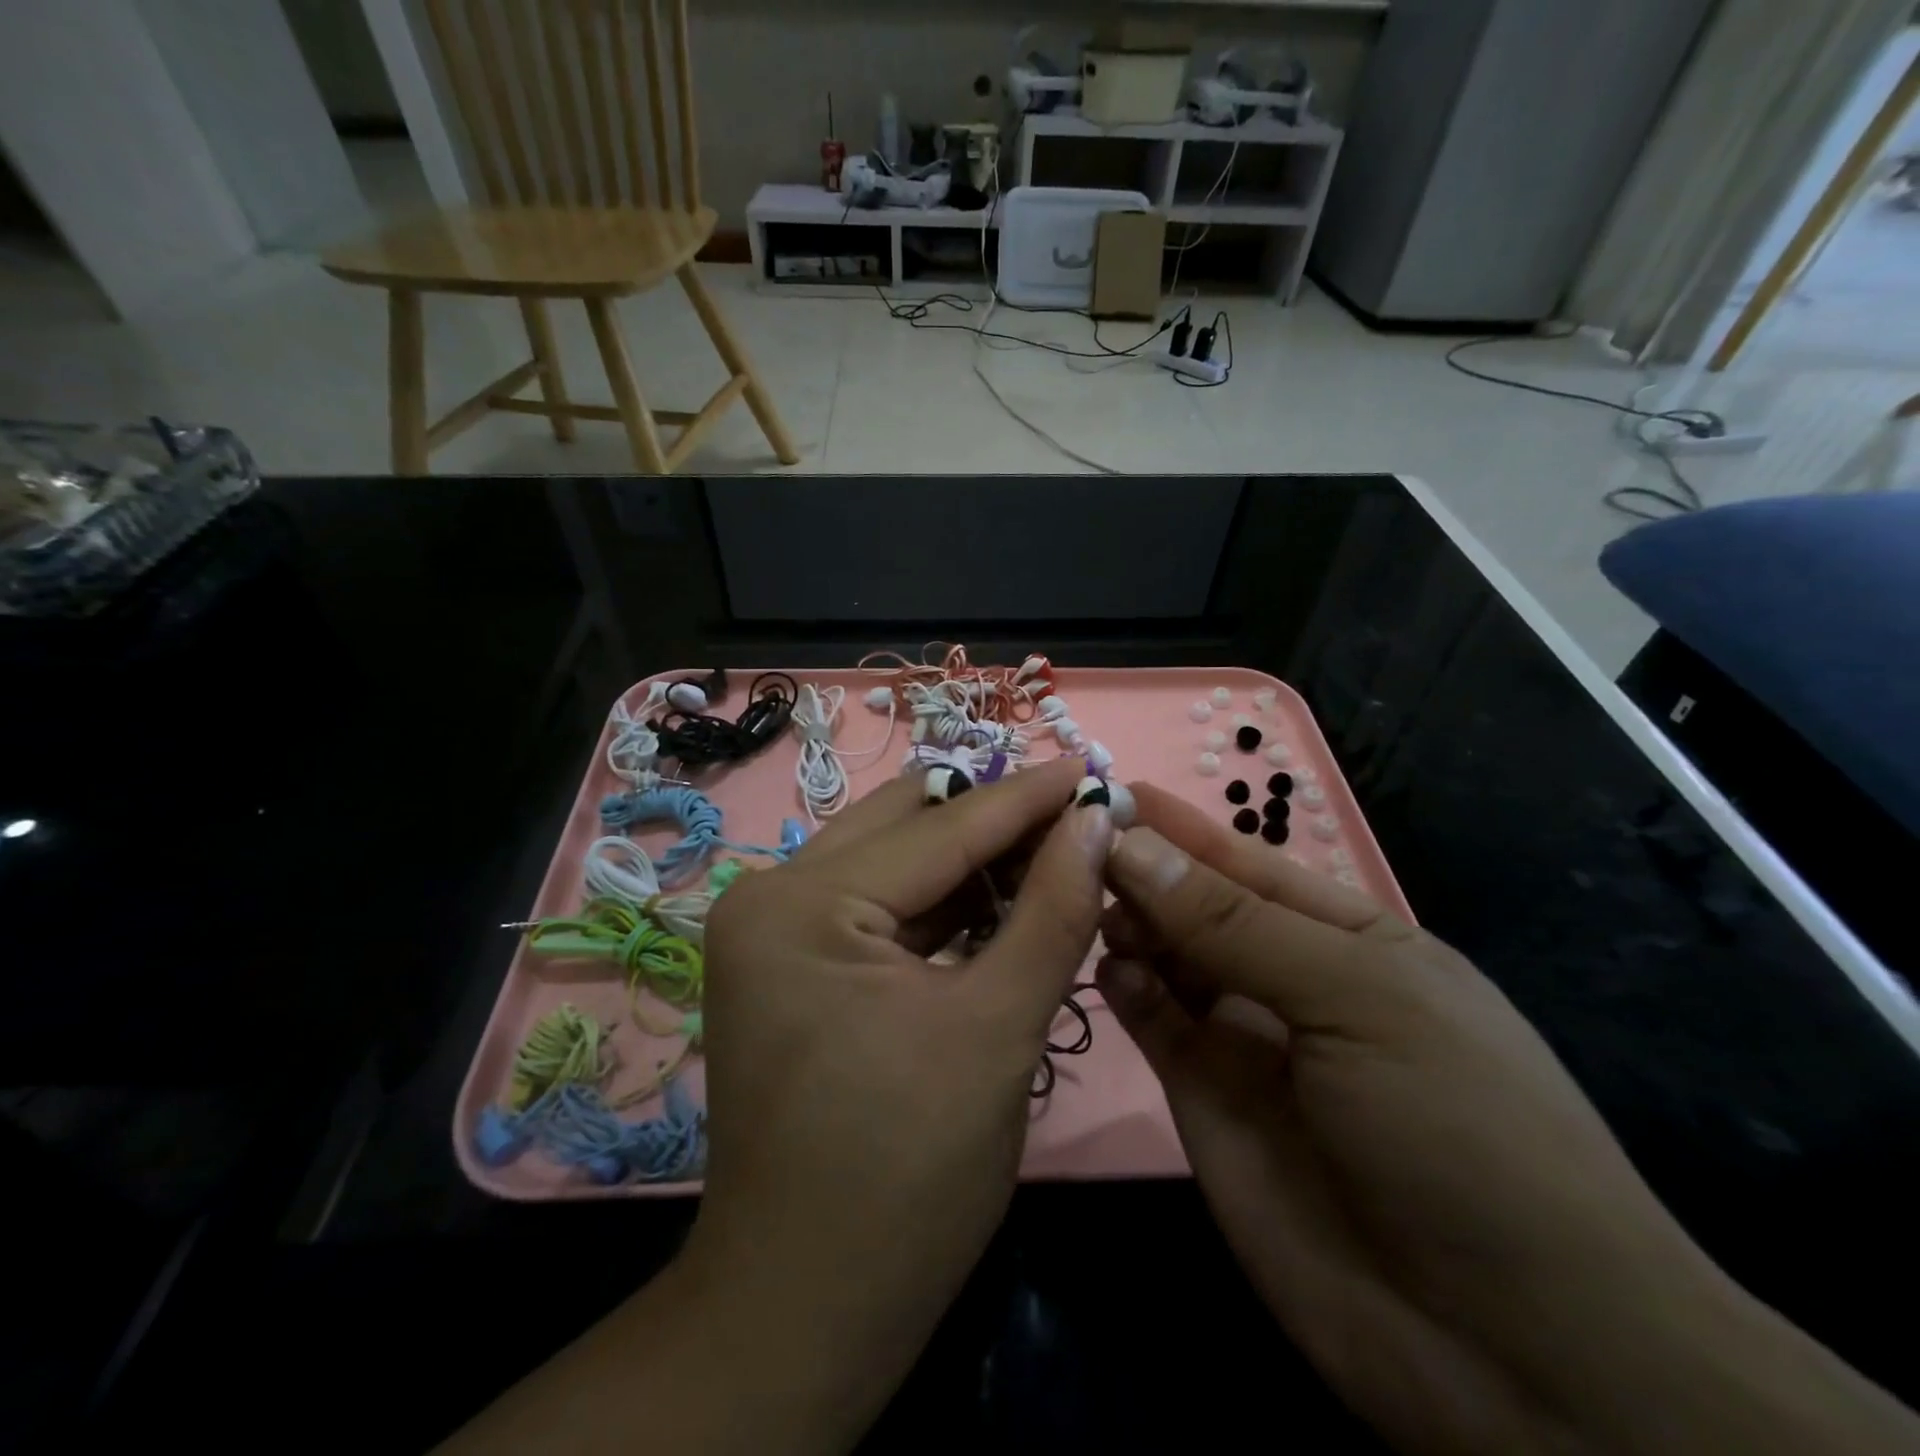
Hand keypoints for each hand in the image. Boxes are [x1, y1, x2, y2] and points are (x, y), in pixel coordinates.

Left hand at [687, 758, 1110, 1440]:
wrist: (809, 1308)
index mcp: (800, 904)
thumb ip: (1052, 912)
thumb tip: (1094, 822)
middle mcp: (771, 895)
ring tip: (1054, 849)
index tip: (1093, 764)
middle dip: (996, 820)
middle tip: (1077, 814)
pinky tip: (1004, 898)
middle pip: (907, 828)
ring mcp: (775, 929)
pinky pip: (880, 906)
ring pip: (894, 862)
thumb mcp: (997, 1030)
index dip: (1026, 797)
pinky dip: (944, 902)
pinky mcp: (793, 963)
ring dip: (974, 860)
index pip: (940, 829)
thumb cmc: (906, 1177)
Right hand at [1098, 783, 1919, 1455]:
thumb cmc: (1461, 1129)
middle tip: (1076, 848)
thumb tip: (1132, 844)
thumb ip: (1235, 923)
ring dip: (1129, 924)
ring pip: (1166, 958)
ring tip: (1091, 905)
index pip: (1246, 862)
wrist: (1511, 1354)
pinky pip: (1154, 1021)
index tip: (1106, 788)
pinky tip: (1113, 970)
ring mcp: (1243, 1041)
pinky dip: (1127, 989)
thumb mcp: (1360, 998)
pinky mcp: (1204, 1098)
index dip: (1181, 826)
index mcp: (1347, 938)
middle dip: (1144, 871)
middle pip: (1197, 906)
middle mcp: (1288, 979)